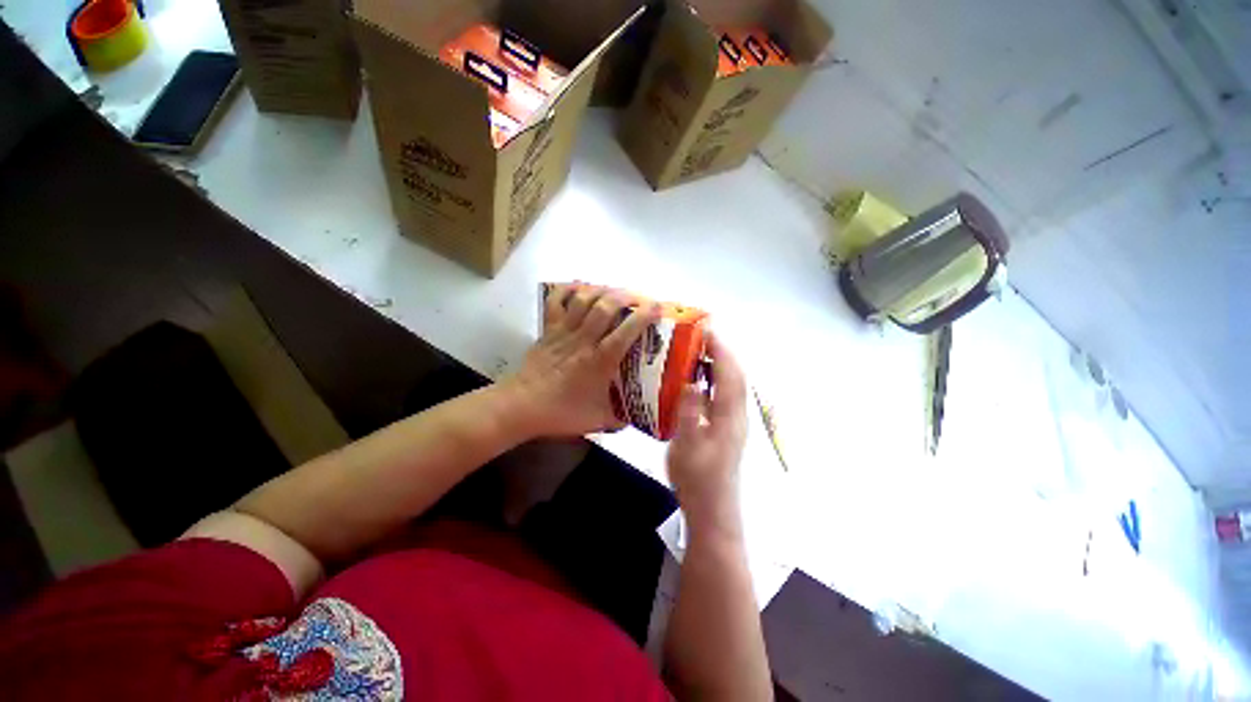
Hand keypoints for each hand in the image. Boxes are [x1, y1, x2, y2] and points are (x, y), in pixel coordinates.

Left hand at [502, 284, 658, 437]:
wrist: (520, 406)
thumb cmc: (561, 412)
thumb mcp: (597, 421)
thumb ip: (621, 418)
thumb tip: (638, 416)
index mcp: (599, 361)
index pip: (626, 331)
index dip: (644, 315)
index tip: (657, 307)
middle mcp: (583, 340)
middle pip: (605, 306)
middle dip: (625, 296)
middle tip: (638, 297)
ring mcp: (563, 331)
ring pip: (583, 299)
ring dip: (602, 289)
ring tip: (615, 291)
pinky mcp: (548, 329)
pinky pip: (556, 301)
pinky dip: (568, 289)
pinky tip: (581, 286)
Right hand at [666, 333, 746, 530]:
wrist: (713, 509)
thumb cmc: (698, 480)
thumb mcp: (687, 448)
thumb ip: (689, 415)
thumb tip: (692, 383)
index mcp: (729, 416)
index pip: (730, 374)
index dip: (721, 350)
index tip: (706, 330)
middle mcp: (737, 414)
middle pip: (735, 375)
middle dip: (722, 351)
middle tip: (700, 335)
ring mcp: (733, 421)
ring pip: (731, 384)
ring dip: (719, 363)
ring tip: (698, 351)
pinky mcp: (726, 428)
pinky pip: (724, 394)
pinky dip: (715, 378)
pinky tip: (697, 380)